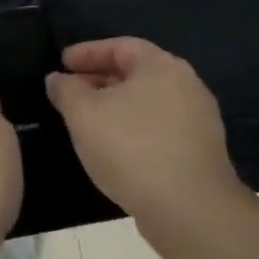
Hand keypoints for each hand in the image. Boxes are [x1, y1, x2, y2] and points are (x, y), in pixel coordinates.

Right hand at [45, 37, 243, 229]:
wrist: (191, 212)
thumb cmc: (132, 148)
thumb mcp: (84, 113)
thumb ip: (66, 90)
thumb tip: (57, 79)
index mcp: (162, 67)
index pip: (120, 46)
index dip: (87, 52)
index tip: (62, 63)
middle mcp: (186, 87)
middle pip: (136, 74)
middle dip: (99, 80)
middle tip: (70, 92)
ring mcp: (198, 123)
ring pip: (147, 104)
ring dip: (115, 108)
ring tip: (86, 122)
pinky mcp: (200, 155)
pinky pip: (158, 130)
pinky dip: (132, 131)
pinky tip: (112, 149)